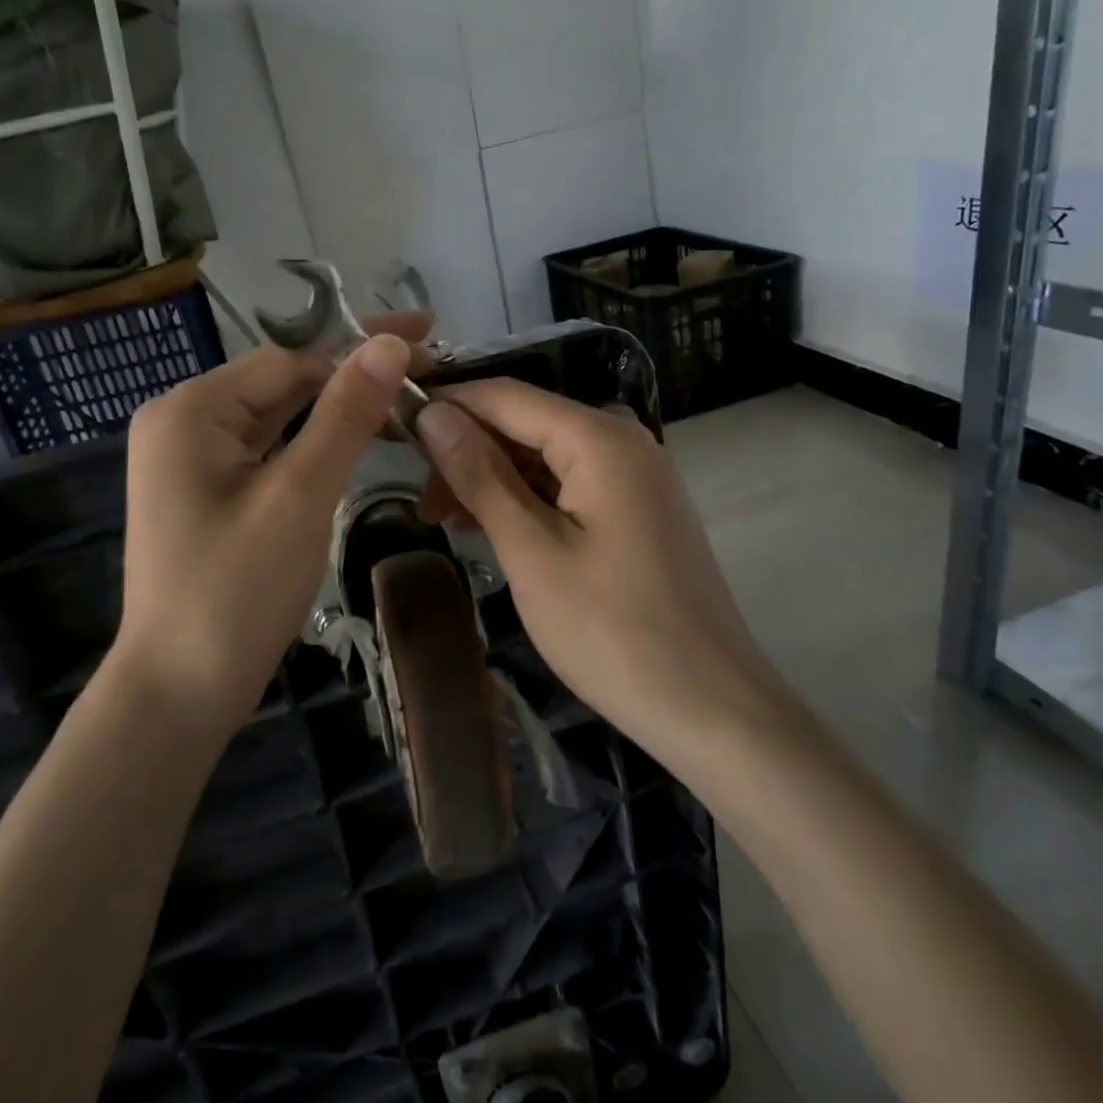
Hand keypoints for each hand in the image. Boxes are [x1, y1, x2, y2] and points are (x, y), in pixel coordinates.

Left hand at [107, 314, 426, 726]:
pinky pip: (269, 453)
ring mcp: (193, 462)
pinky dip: (314, 446)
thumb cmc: (236, 592)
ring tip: (404, 400)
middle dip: (352, 376)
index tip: (427, 339)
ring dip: (338, 411)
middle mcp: (184, 423)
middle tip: (426, 367)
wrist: (179, 694)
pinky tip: (357, 440)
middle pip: (283, 383)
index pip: (290, 357)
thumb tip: (389, 342)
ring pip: (279, 419)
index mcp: (191, 410)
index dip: (361, 347)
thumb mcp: (299, 496)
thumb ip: (344, 414)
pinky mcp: (209, 495)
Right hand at [415, 380, 787, 753]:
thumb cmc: (611, 631)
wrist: (710, 707)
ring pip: (546, 456)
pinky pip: (570, 484)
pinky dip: (528, 500)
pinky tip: (494, 529)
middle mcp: (623, 440)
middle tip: (422, 505)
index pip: (505, 396)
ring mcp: (636, 476)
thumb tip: (433, 414)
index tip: (393, 432)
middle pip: (526, 423)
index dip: (446, 406)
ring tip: (447, 523)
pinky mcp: (638, 509)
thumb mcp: (532, 551)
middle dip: (468, 452)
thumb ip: (480, 476)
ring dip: (494, 480)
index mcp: (599, 438)